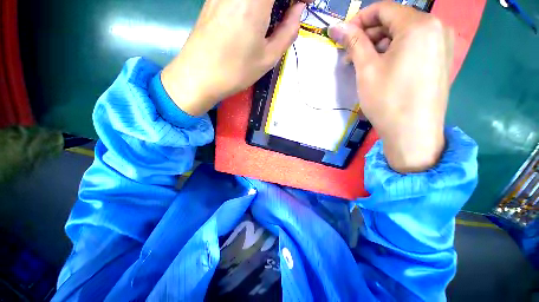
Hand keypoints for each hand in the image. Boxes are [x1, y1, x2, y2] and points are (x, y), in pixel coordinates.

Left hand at [161, 0, 308, 115]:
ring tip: (273, 16)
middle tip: (289, 11)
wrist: (199, 76)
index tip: (302, 5)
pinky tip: (254, 16)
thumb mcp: (268, 57)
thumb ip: (288, 31)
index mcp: (255, 0)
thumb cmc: (236, 71)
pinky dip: (254, 2)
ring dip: (269, 2)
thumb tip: (298, 10)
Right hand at [328, 2, 453, 172]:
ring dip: (379, 45)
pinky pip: (413, 46)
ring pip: (403, 35)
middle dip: (368, 35)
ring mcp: (442, 44)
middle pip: (394, 21)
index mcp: (419, 24)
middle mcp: (436, 27)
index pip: (383, 9)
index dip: (358, 20)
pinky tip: (381, 68)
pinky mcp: (440, 60)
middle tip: (349, 56)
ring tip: (362, 65)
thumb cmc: (387, 99)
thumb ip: (353, 42)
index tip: (342, 37)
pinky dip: (393, 53)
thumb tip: (335, 27)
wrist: (412, 133)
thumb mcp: (366, 68)